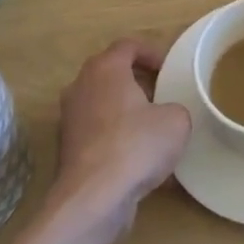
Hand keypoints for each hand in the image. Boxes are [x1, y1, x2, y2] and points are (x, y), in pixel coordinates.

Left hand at [53, 39, 190, 229]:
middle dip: (138, 82)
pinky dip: (117, 139)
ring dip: (126, 112)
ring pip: (103, 105)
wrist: (94, 198)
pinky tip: (139, 162)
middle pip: (111, 73)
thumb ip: (175, 108)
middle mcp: (81, 87)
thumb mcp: (176, 121)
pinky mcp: (67, 149)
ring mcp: (70, 119)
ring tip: (153, 130)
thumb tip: (166, 116)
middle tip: (162, 96)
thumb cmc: (136, 145)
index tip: (168, 69)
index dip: (151, 52)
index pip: (128, 45)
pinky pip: (98, 134)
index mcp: (105, 69)